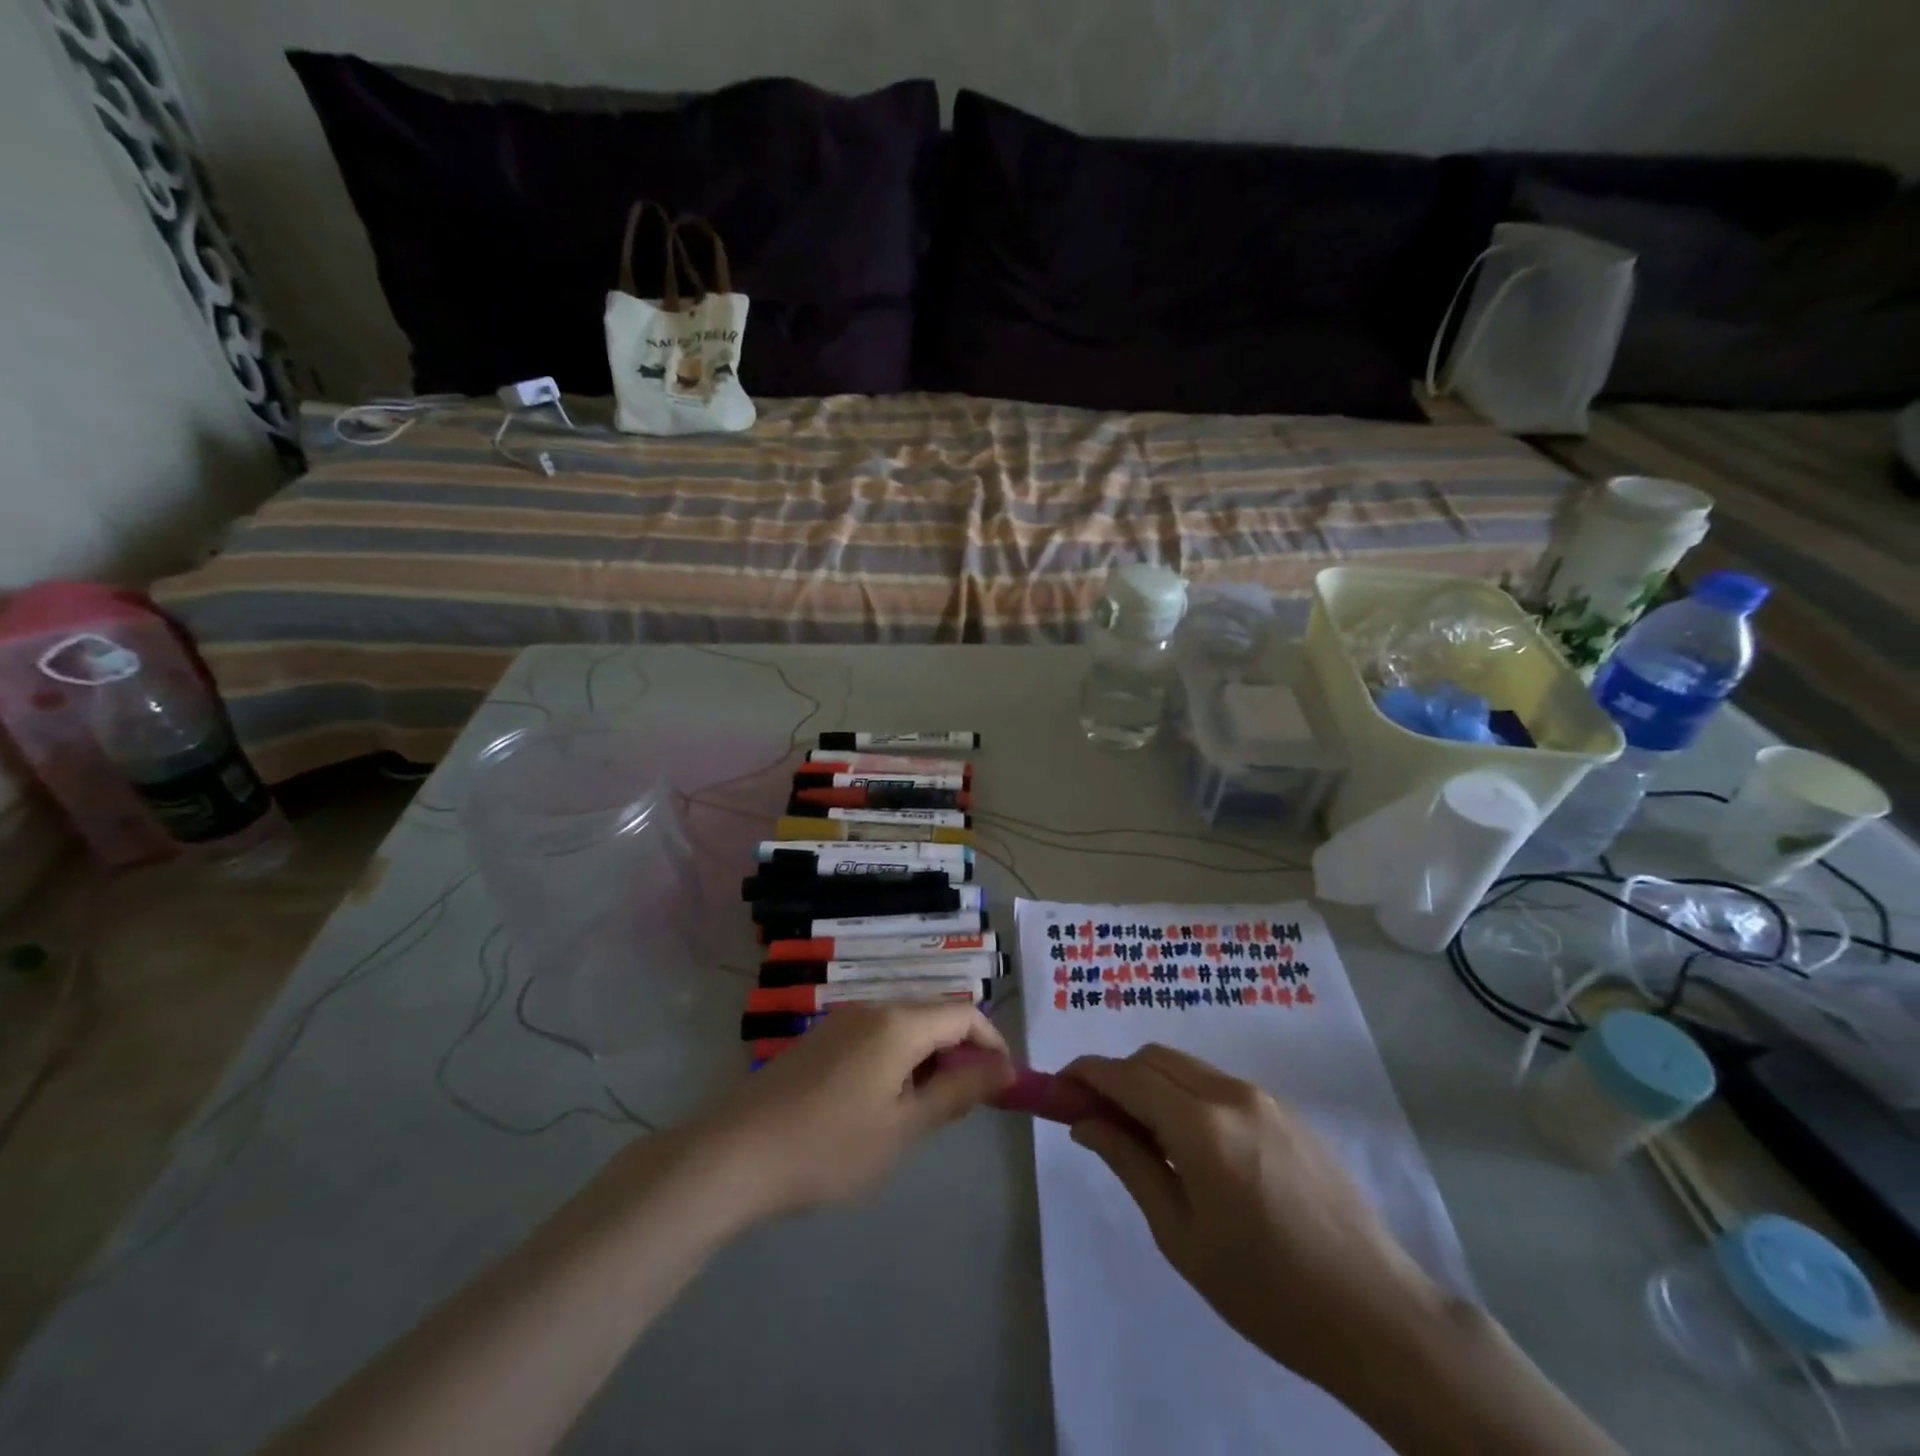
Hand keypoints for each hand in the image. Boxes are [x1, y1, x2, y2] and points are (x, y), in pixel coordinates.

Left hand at [699, 1004, 1013, 1218]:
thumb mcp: (903, 1128)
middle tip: (964, 1106)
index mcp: (898, 1022)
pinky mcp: (820, 1040)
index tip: (1004, 1085)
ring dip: (927, 1059)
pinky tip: (880, 1105)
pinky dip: (896, 1061)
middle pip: (934, 1015)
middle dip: (960, 1053)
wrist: (735, 1155)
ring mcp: (841, 1021)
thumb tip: (1004, 1068)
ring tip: (923, 1112)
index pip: (965, 1013)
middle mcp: (872, 1008)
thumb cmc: (829, 1147)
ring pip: (904, 1027)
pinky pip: (875, 1037)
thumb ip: (957, 1092)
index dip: (992, 1044)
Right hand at [1063, 1046, 1443, 1398]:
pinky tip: (1195, 1146)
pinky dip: (1188, 1094)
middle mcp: (1232, 1094)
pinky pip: (1220, 1084)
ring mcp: (1265, 1098)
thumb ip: (1129, 1163)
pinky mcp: (1288, 1112)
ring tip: (1144, 1136)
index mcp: (1202, 1126)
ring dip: (1153, 1083)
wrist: (1378, 1316)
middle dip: (1118, 1076)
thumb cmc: (1267, 1292)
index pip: (1127, 1075)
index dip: (1086, 1073)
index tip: (1059, 1087)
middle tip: (1097, 1117)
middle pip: (1155, 1059)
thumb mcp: (1182, 1236)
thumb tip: (1085, 1121)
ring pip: (1188, 1067)